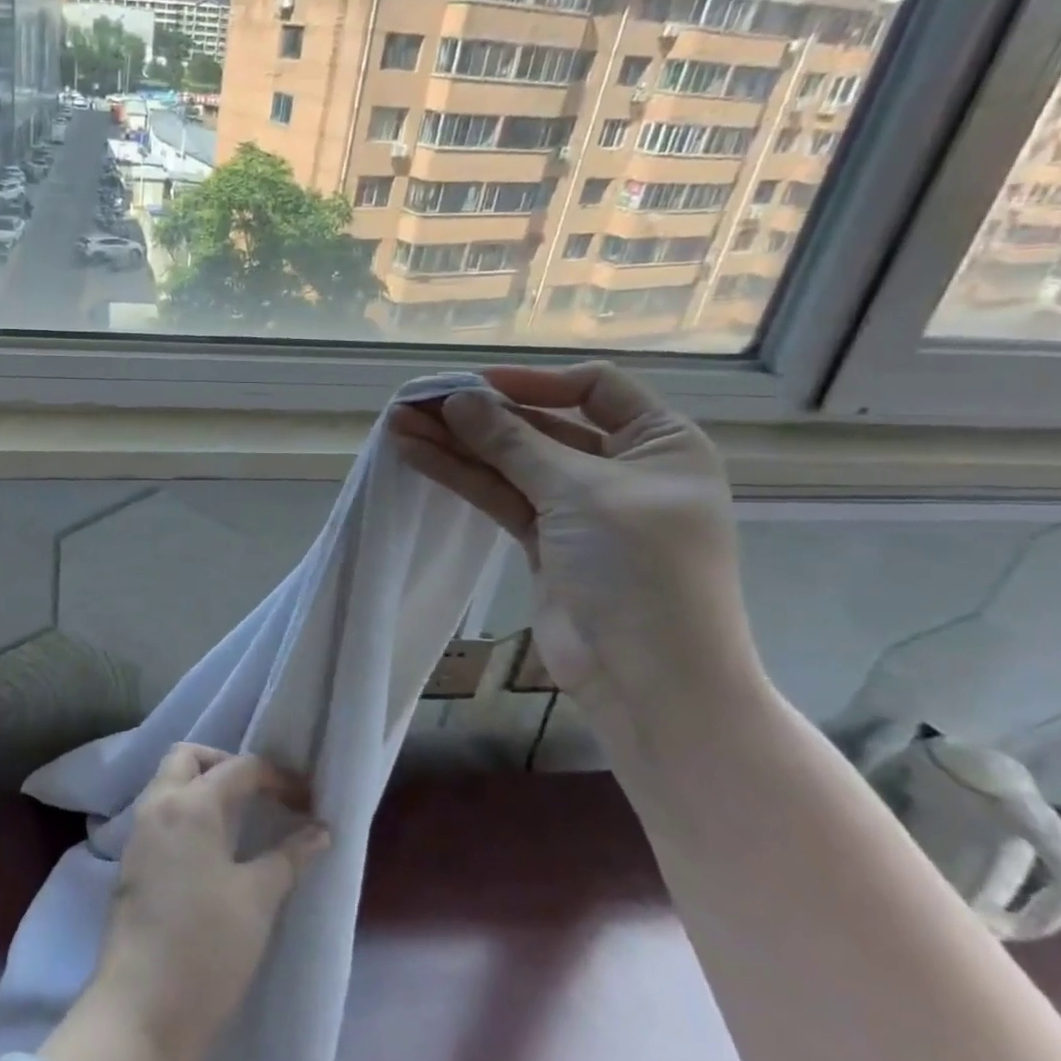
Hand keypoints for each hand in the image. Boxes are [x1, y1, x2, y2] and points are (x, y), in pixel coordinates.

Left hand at [22, 746, 327, 1060]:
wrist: (141, 1013)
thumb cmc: (206, 948)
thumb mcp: (258, 899)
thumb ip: (290, 856)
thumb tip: (320, 829)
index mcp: (190, 804)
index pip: (238, 767)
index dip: (277, 777)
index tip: (306, 800)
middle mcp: (158, 804)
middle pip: (189, 756)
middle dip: (225, 763)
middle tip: (259, 794)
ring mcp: (139, 832)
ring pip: (168, 781)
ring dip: (202, 785)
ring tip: (240, 818)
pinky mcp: (131, 861)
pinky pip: (159, 811)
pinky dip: (186, 810)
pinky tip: (211, 846)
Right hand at [388, 362, 758, 716]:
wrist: (648, 680)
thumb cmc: (640, 570)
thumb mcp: (580, 493)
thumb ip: (513, 443)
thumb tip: (458, 399)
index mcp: (660, 444)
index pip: (593, 388)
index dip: (532, 381)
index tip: (473, 385)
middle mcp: (622, 468)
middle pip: (541, 425)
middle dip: (479, 414)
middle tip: (416, 402)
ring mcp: (580, 507)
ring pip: (511, 462)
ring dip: (458, 444)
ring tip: (399, 424)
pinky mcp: (545, 540)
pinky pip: (500, 496)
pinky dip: (461, 476)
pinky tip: (417, 455)